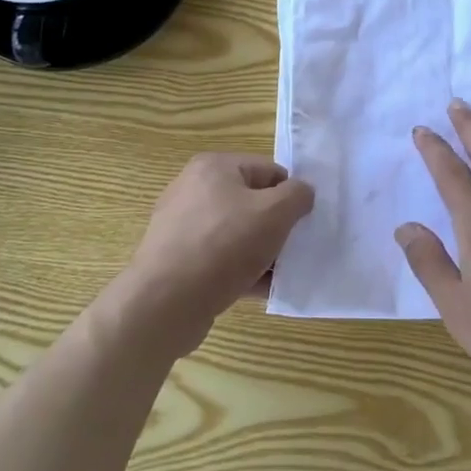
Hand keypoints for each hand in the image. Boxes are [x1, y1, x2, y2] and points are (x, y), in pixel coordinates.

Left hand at [112, 153, 314, 357]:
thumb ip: (298, 195)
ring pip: (237, 234)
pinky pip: (220, 259)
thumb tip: (302, 193)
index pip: (268, 171)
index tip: (305, 222)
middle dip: (276, 226)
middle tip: (294, 249)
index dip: (291, 195)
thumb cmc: (224, 246)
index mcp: (214, 167)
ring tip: (280, 273)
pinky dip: (242, 271)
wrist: (166, 302)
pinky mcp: (178, 260)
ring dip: (262, 252)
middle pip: (252, 202)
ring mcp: (182, 226)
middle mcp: (193, 190)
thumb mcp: (274, 213)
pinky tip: (261, 290)